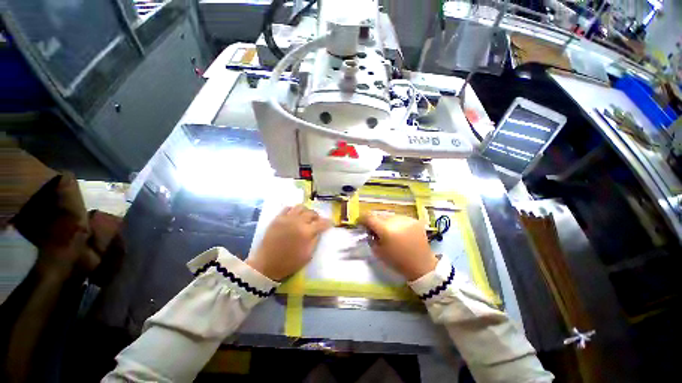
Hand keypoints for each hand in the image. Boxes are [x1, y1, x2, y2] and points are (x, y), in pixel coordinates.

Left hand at [247, 205, 330, 280]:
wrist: (266, 265)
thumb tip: (319, 232)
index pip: (321, 223)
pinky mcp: (277, 219)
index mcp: (306, 233)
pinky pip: (287, 208)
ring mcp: (286, 219)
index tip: (330, 223)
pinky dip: (294, 210)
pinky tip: (294, 215)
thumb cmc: (289, 263)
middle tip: (317, 221)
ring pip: (300, 207)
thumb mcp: (307, 256)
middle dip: (317, 217)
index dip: (328, 222)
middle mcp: (298, 222)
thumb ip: (315, 241)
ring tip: (306, 217)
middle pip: (311, 213)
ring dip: (306, 211)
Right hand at [359, 212, 437, 280]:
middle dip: (375, 221)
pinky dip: (397, 223)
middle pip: (379, 215)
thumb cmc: (397, 261)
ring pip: (390, 216)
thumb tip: (369, 230)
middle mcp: (395, 220)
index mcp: (385, 229)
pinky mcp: (414, 220)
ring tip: (389, 231)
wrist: (422, 265)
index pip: (369, 217)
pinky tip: (399, 231)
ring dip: (386, 222)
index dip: (362, 218)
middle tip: (375, 230)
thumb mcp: (378, 252)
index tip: (360, 223)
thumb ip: (371, 238)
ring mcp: (406, 219)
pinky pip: (400, 218)